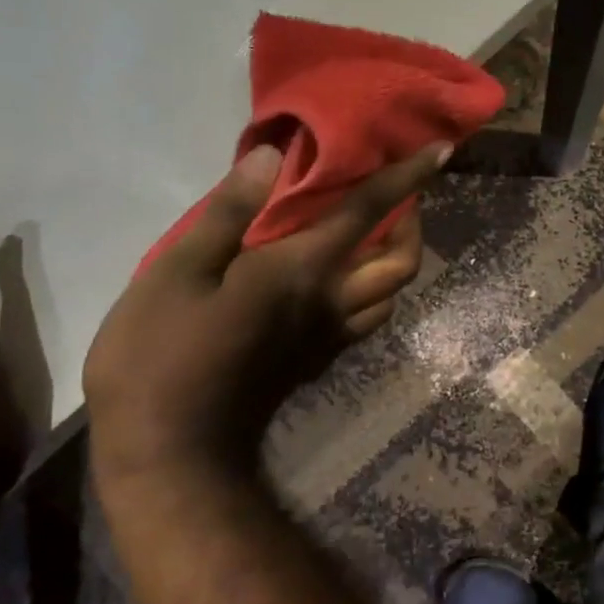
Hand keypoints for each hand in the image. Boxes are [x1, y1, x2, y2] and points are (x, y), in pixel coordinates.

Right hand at [83, 143, 445, 474]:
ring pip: (390, 298)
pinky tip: (343, 282)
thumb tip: (272, 157)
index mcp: (305, 271)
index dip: (408, 178)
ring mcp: (329, 340)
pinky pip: (365, 321)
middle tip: (399, 200)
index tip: (441, 151)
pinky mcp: (314, 363)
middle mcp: (332, 303)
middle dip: (413, 225)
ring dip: (396, 262)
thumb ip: (229, 212)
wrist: (172, 452)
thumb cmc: (162, 354)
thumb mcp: (176, 271)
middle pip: (402, 265)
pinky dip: (372, 293)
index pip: (370, 212)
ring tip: (375, 237)